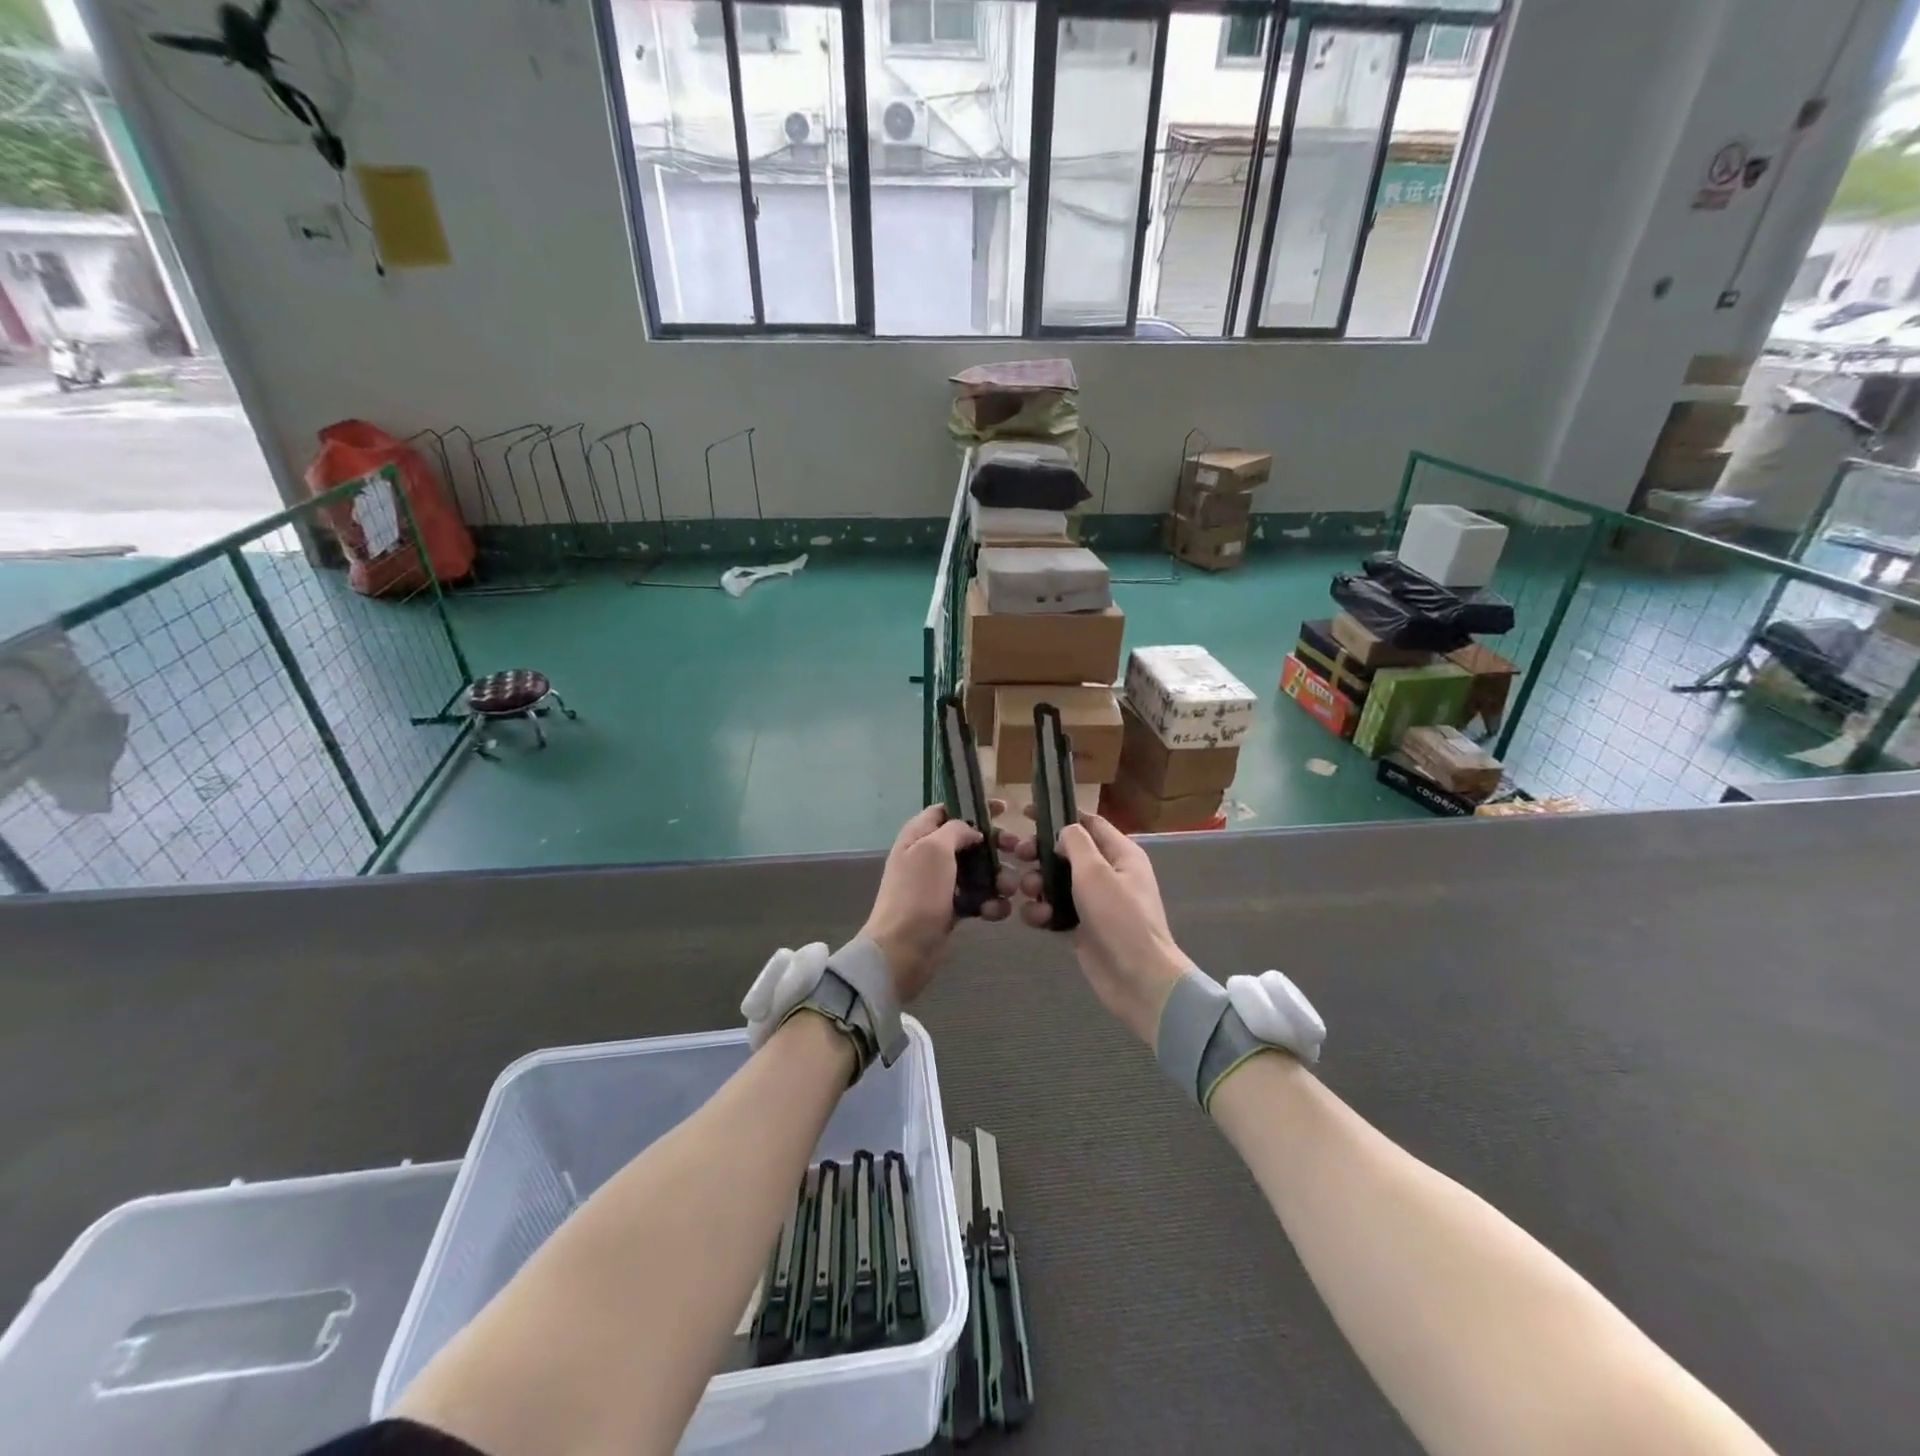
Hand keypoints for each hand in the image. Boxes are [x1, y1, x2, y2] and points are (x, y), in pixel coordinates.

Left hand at [862, 804, 1020, 1002]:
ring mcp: (940, 883)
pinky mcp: (950, 909)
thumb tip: (972, 831)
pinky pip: (977, 898)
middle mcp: (929, 855)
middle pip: (968, 840)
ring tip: (1009, 889)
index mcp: (919, 835)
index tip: (1004, 809)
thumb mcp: (934, 849)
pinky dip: (989, 903)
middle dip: (994, 845)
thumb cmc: (917, 893)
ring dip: (997, 878)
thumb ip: (955, 830)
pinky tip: (996, 911)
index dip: (973, 807)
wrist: (902, 950)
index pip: (947, 809)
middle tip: (1018, 850)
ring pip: (977, 871)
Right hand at [1016, 812, 1189, 1045]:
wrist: (1137, 978)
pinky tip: (1037, 919)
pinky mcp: (1082, 928)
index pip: (1089, 823)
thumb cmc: (1119, 917)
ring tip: (1029, 893)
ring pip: (1056, 883)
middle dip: (1041, 853)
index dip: (1059, 815)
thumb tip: (1064, 832)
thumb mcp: (1095, 871)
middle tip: (1018, 855)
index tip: (1026, 814)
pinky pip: (1056, 911)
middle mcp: (1109, 874)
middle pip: (1067, 853)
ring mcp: (1095, 903)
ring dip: (1038, 884)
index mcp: (1120, 854)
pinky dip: (1043, 912)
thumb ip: (1076, 843)